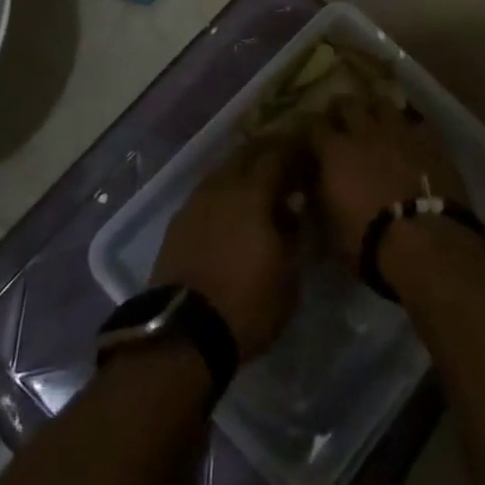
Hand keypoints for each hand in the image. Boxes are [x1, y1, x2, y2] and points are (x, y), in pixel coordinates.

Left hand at [150, 137, 307, 361]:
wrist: (183, 333)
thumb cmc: (247, 303)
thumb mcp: (289, 275)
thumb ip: (294, 236)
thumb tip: (292, 215)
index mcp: (252, 192)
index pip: (277, 155)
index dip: (294, 150)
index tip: (307, 154)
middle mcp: (221, 187)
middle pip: (245, 154)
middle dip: (266, 152)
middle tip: (284, 162)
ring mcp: (195, 202)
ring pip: (223, 172)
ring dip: (242, 172)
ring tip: (257, 186)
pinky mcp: (178, 223)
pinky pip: (206, 194)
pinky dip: (223, 194)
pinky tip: (230, 210)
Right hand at [310, 93, 470, 264]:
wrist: (425, 242)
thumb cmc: (368, 241)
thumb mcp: (329, 227)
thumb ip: (319, 199)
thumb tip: (313, 188)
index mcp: (334, 151)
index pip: (312, 125)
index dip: (310, 130)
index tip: (309, 138)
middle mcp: (364, 131)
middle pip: (347, 103)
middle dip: (341, 110)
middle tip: (341, 121)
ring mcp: (399, 131)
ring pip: (383, 103)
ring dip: (375, 110)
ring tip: (376, 122)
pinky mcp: (429, 140)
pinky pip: (415, 123)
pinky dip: (408, 128)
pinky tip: (408, 139)